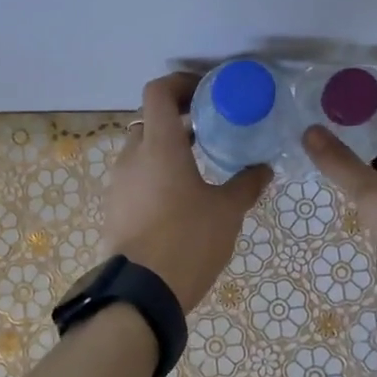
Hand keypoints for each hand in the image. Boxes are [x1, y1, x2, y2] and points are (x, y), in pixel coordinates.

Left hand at [102, 73, 271, 310]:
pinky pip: (135, 179)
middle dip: (177, 121)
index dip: (180, 83)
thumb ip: (246, 184)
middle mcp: (132, 157)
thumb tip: (263, 168)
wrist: (142, 293)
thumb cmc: (188, 240)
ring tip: (198, 168)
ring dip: (166, 151)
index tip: (206, 94)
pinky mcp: (114, 209)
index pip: (158, 91)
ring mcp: (118, 184)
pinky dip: (155, 176)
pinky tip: (179, 200)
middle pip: (150, 121)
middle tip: (209, 132)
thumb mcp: (227, 211)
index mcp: (159, 145)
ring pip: (141, 152)